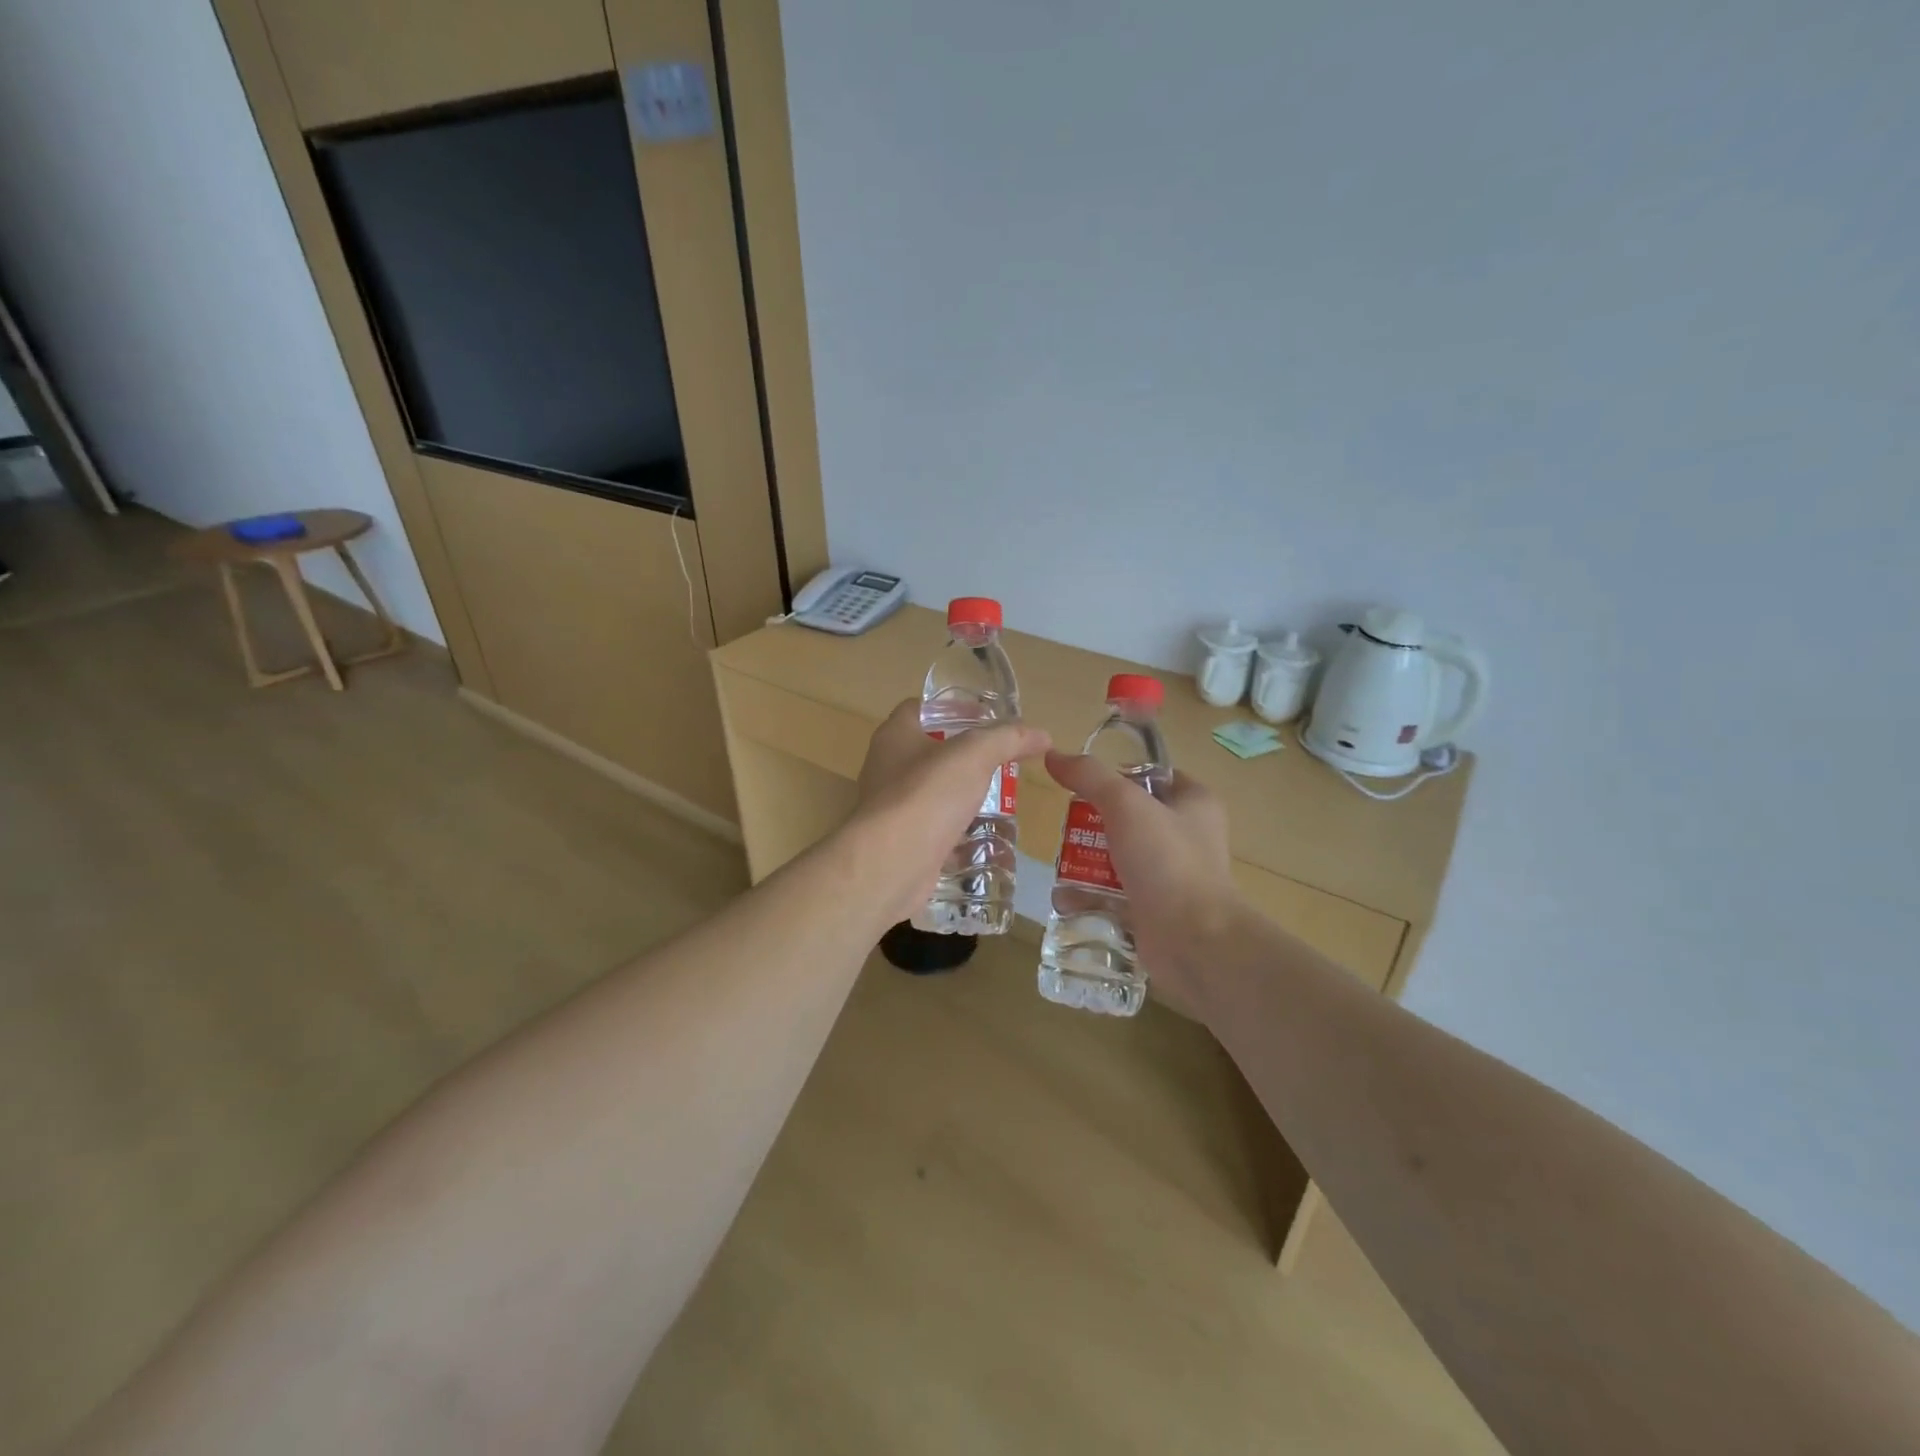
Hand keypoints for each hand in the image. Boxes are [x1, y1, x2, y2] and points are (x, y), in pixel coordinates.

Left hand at [850, 700, 1050, 926]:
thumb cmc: (928, 794)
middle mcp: (886, 767)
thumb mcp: (975, 755)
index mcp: (895, 735)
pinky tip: (983, 835)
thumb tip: (1042, 734)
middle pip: (928, 750)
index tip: (986, 717)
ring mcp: (891, 807)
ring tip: (998, 797)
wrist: (892, 863)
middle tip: (1000, 760)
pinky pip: (933, 827)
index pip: (920, 708)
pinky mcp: (901, 841)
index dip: (952, 707)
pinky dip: (956, 829)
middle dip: (963, 754)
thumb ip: (1008, 739)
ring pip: (932, 791)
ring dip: (961, 793)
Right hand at [1042, 751, 1240, 1018]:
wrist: (1194, 940)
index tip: (1082, 784)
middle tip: (1064, 827)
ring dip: (1086, 861)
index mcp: (1194, 802)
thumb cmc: (1166, 861)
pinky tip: (1063, 898)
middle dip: (1092, 823)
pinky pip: (1115, 894)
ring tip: (1058, 862)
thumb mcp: (1125, 805)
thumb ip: (1089, 776)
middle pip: (1129, 817)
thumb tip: (1054, 755)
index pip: (1151, 775)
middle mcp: (1187, 835)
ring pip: (1119, 857)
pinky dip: (1090, 896)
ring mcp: (1171, 875)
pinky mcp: (1155, 908)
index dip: (1117, 775)